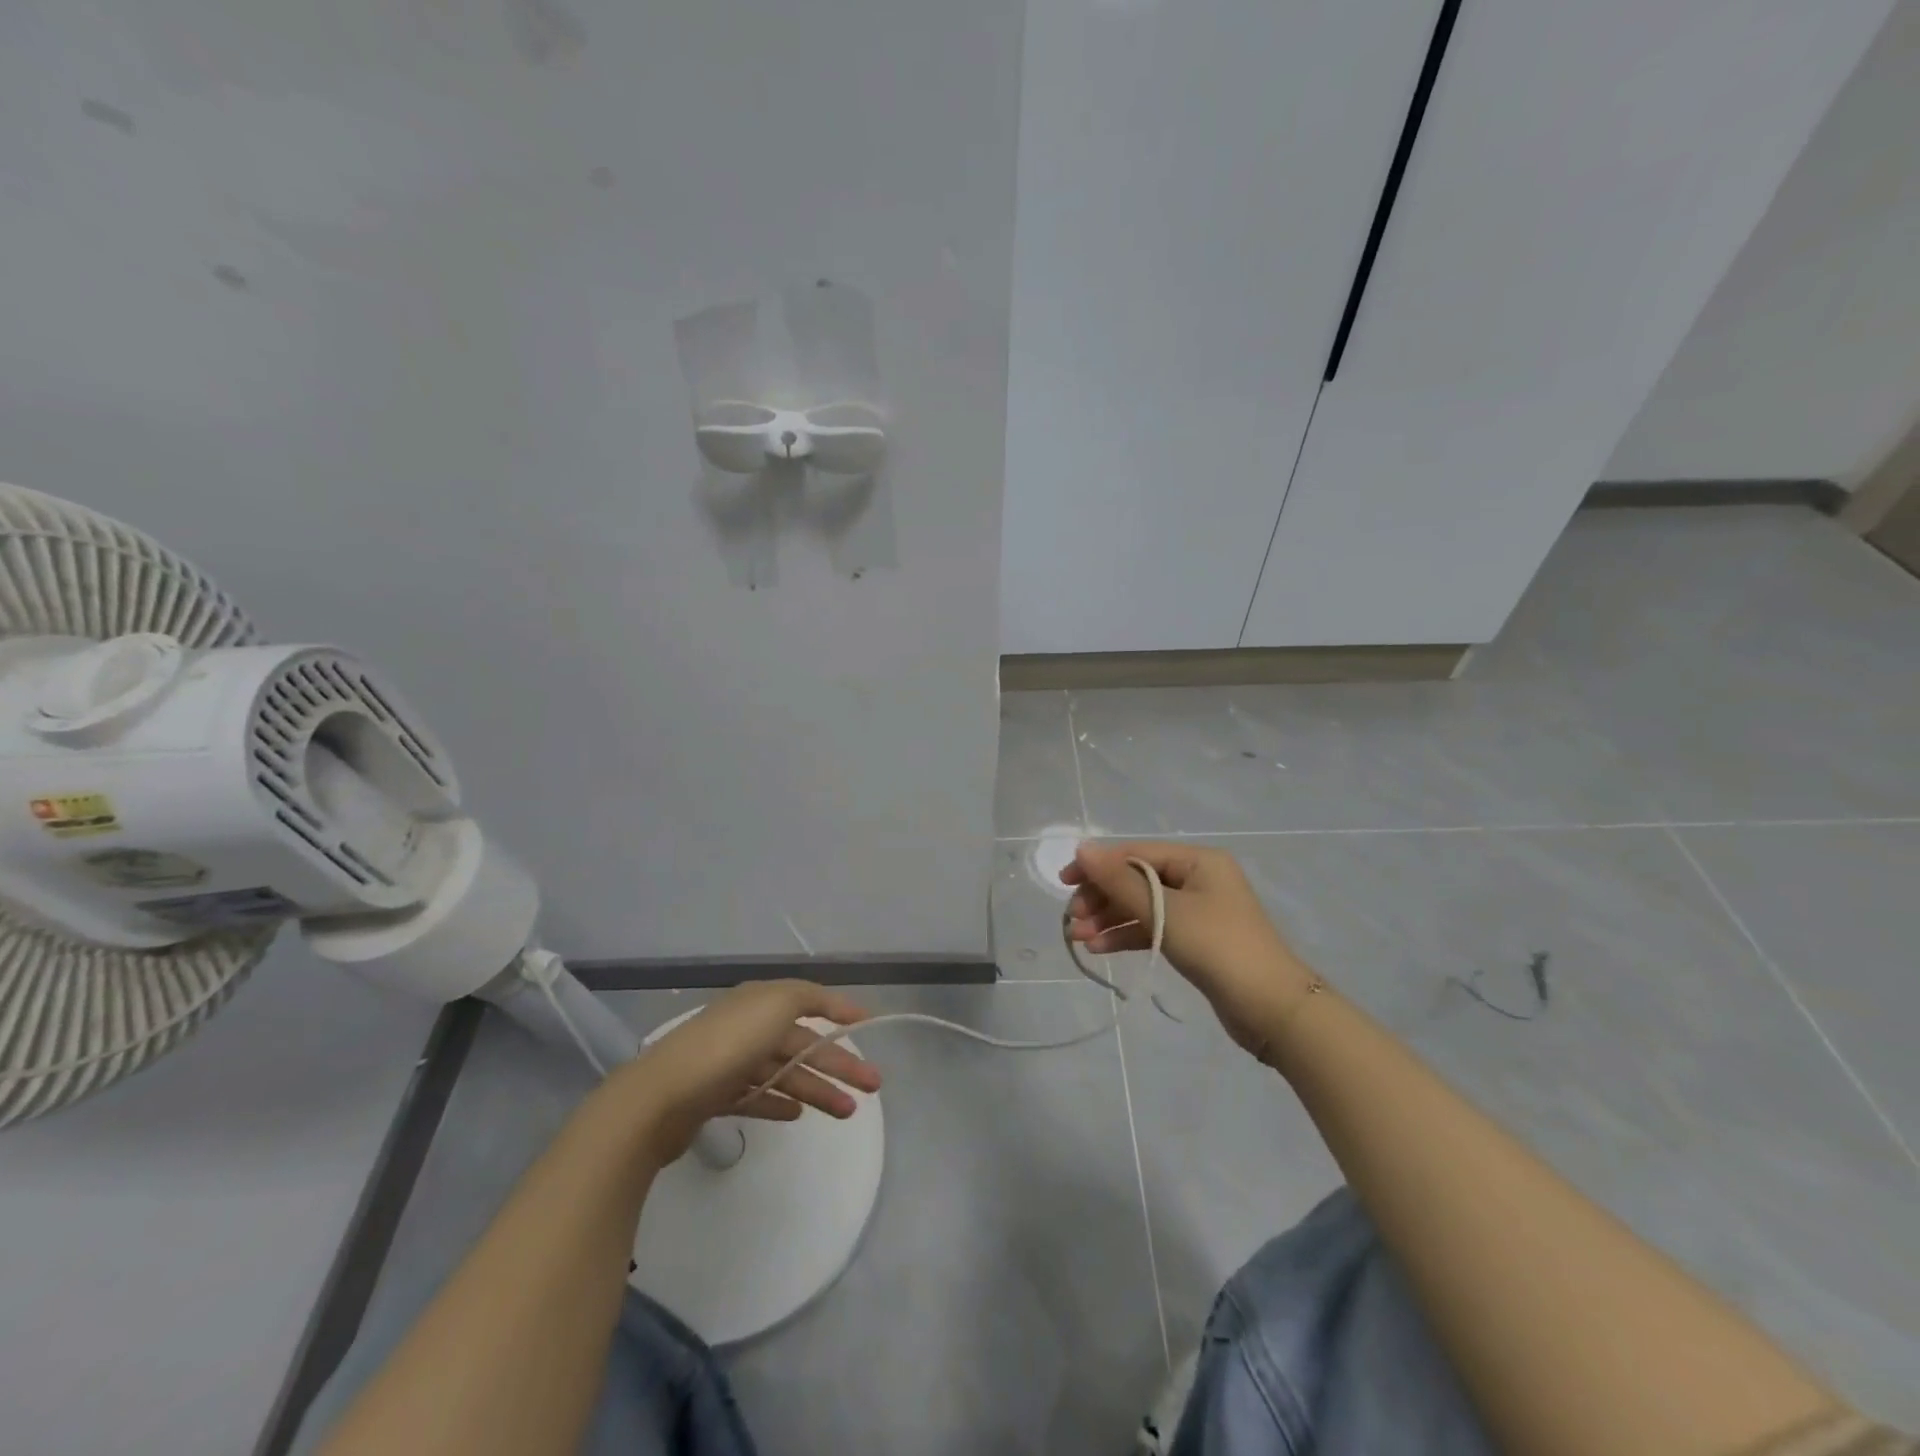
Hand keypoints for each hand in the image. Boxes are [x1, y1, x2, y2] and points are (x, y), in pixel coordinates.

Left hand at [607, 980, 881, 1164]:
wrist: (663, 1095)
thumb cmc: (729, 1043)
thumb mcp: (777, 1002)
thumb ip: (810, 997)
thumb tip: (831, 1004)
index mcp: (761, 1001)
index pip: (810, 1001)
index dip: (840, 1010)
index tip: (869, 1024)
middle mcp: (748, 1027)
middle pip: (803, 1044)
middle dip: (840, 1063)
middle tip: (874, 1085)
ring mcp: (731, 1063)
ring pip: (785, 1074)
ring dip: (818, 1089)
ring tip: (847, 1111)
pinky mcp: (716, 1097)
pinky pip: (757, 1097)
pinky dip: (779, 1103)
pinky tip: (798, 1115)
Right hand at [1064, 841, 1320, 1060]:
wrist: (1271, 1008)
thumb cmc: (1218, 947)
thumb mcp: (1165, 911)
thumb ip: (1120, 881)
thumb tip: (1081, 848)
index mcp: (1198, 860)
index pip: (1136, 853)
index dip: (1098, 866)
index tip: (1064, 884)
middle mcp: (1197, 878)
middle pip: (1136, 879)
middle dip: (1102, 898)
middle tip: (1073, 919)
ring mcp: (1197, 911)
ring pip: (1142, 906)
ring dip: (1109, 919)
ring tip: (1079, 939)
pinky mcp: (1195, 940)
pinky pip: (1153, 928)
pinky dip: (1127, 935)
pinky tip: (1099, 948)